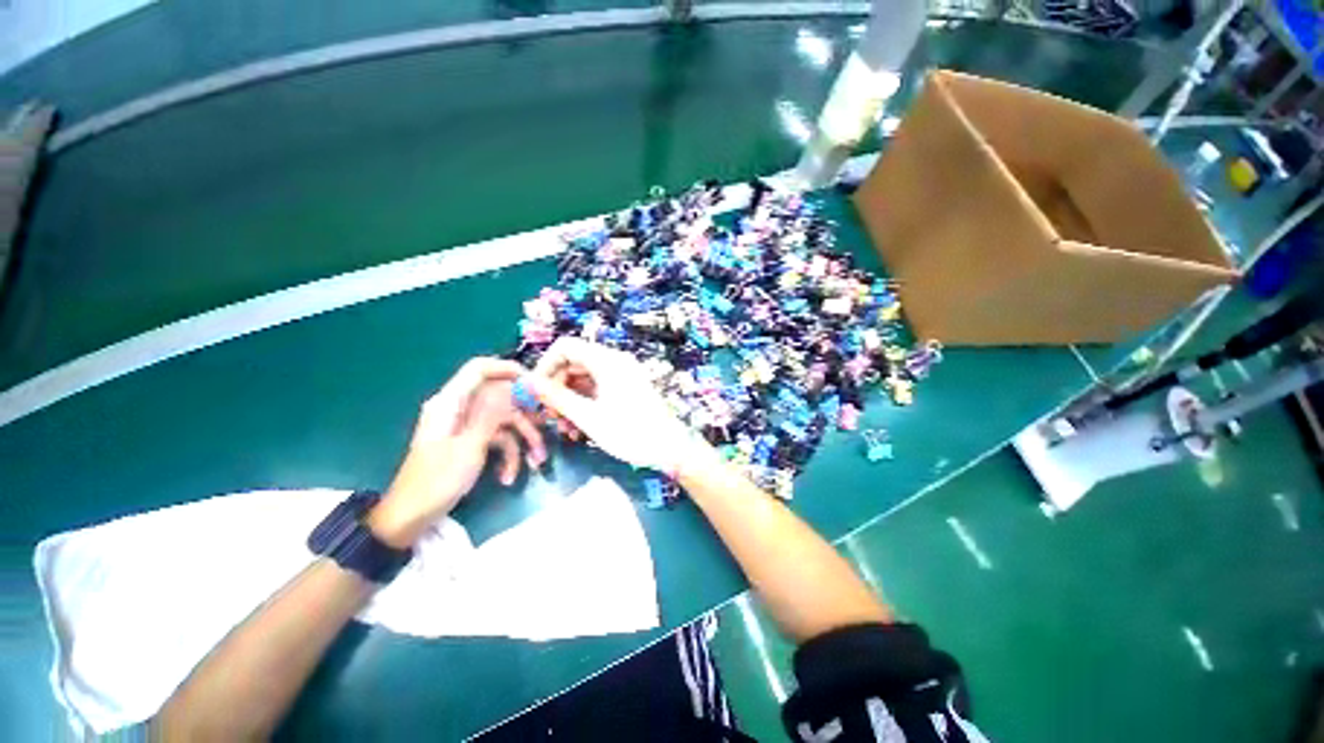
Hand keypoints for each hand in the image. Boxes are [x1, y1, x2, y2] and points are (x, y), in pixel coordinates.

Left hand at [368, 358, 546, 547]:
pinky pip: (497, 439)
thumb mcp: (469, 447)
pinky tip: (508, 477)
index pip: (478, 369)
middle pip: (500, 398)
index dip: (507, 369)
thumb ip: (491, 414)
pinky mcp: (470, 442)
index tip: (534, 381)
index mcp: (450, 403)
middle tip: (546, 425)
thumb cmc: (437, 481)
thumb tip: (511, 387)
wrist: (411, 518)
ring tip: (536, 462)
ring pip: (503, 422)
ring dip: (521, 441)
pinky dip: (506, 456)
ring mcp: (465, 427)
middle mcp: (459, 409)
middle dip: (525, 415)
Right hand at [527, 337, 702, 473]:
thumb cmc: (630, 432)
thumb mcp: (589, 417)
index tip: (536, 392)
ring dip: (569, 400)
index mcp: (607, 360)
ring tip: (565, 429)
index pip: (565, 347)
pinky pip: (597, 388)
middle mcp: (614, 361)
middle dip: (557, 388)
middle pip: (574, 363)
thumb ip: (557, 397)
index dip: (546, 365)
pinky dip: (584, 403)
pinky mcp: (626, 387)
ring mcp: (622, 374)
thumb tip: (527, 382)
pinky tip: (579, 428)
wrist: (671, 448)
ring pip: (584, 378)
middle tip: (549, 417)